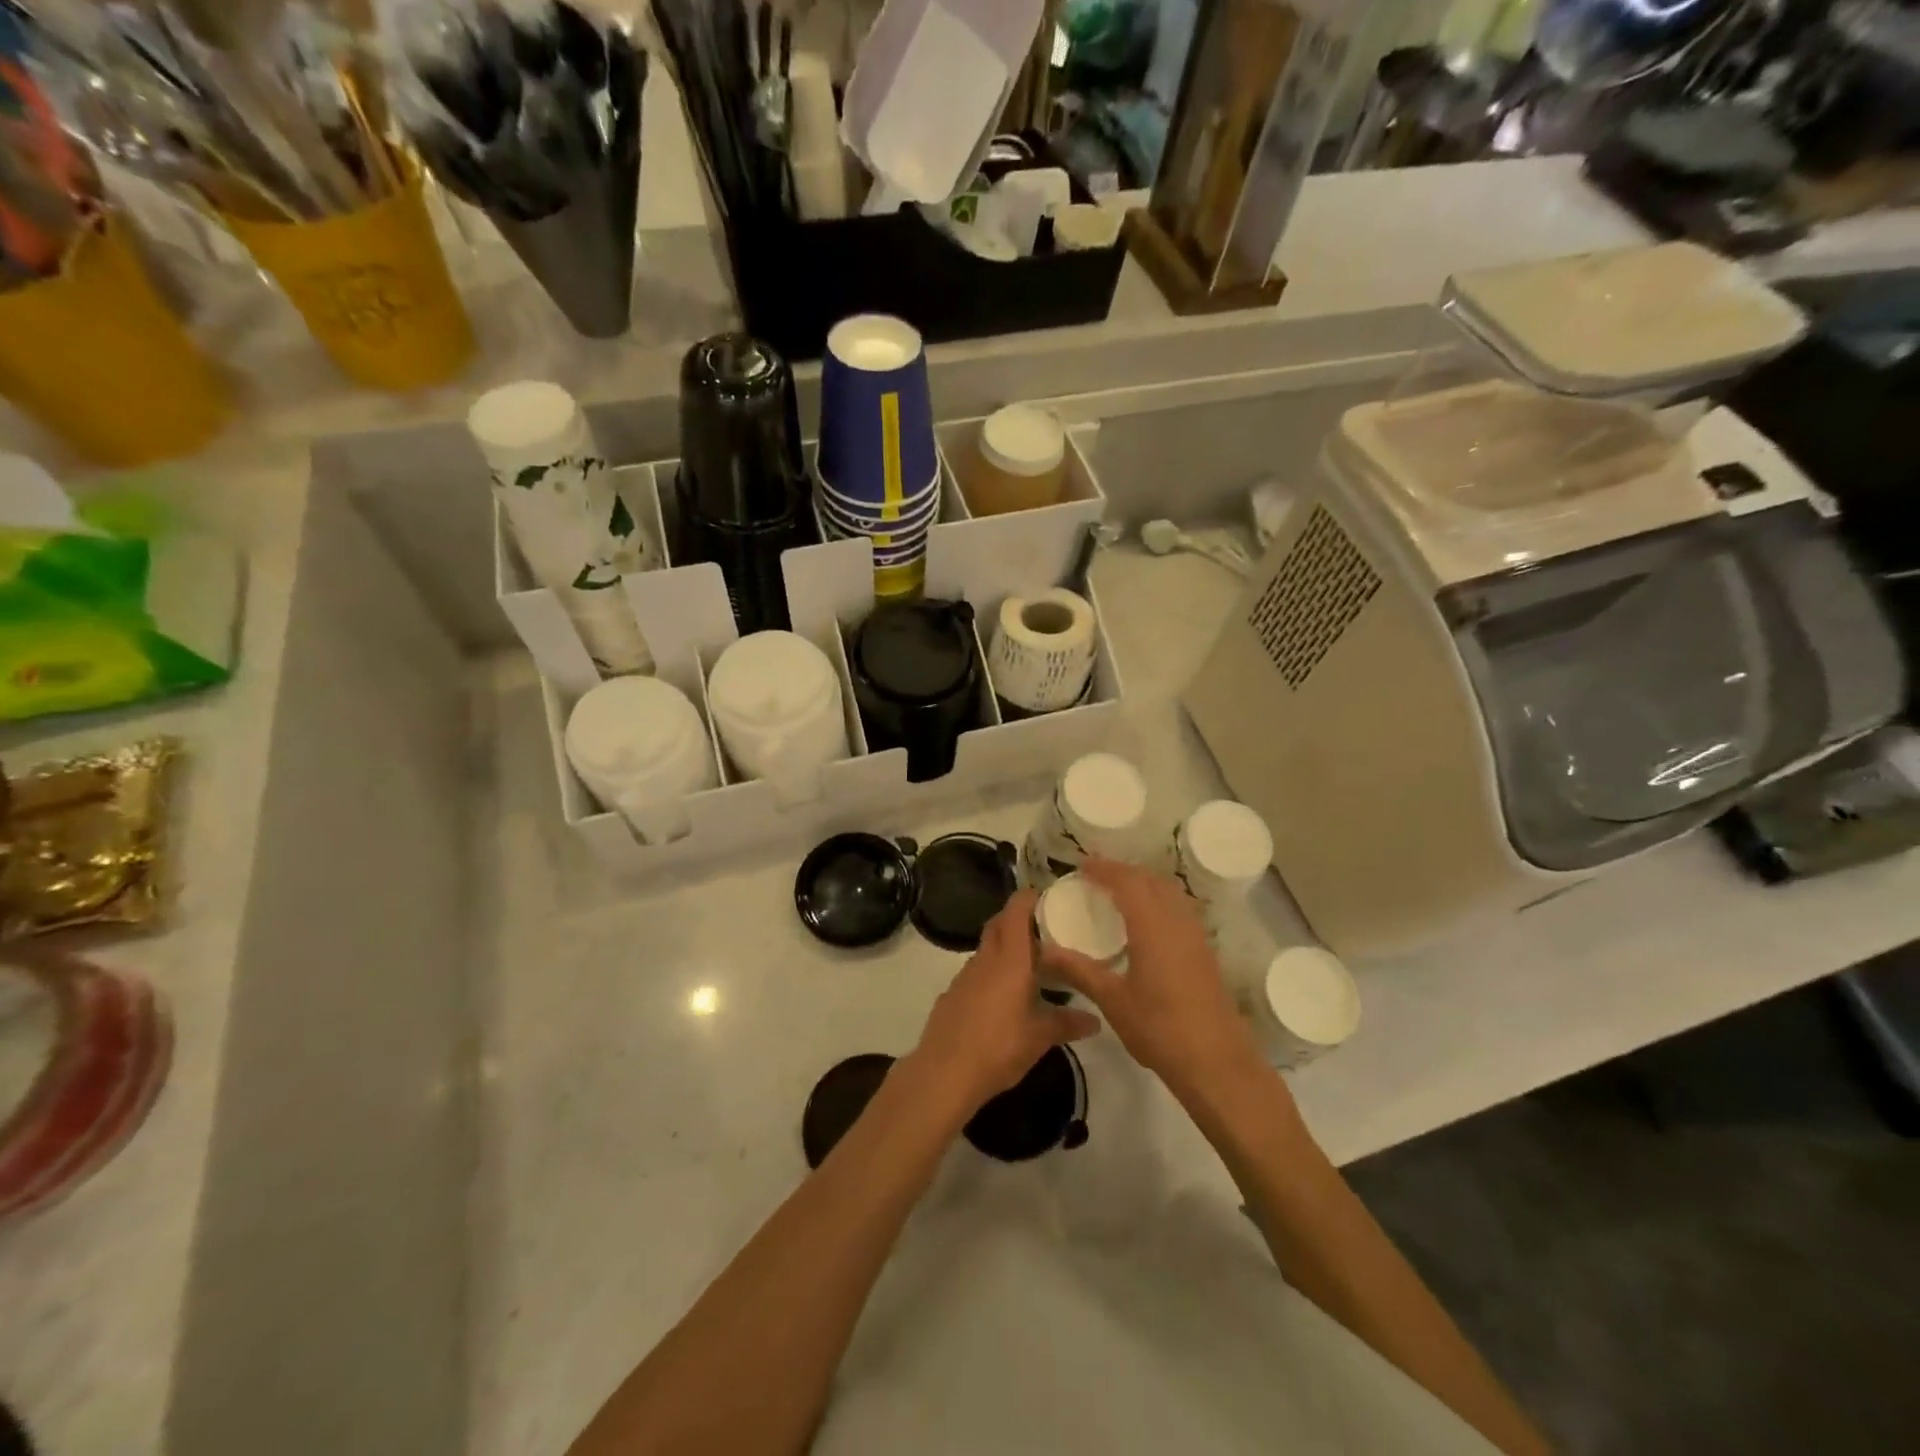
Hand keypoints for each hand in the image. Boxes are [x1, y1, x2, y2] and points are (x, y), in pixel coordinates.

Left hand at [909, 889, 1101, 1115]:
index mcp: (1010, 959)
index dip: (1028, 898)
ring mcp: (964, 976)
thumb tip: (1096, 1020)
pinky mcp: (952, 995)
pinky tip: (1004, 999)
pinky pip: (976, 973)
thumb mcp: (1040, 1037)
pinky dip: (992, 974)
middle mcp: (985, 959)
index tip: (1046, 895)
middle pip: (999, 925)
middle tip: (1044, 929)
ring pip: (987, 950)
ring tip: (1030, 966)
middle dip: (1017, 919)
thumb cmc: (999, 1046)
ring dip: (1005, 949)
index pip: (1016, 911)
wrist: (944, 1073)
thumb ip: (1068, 1023)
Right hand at [1041, 857, 1263, 1100]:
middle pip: (1151, 880)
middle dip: (1123, 872)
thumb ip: (1078, 970)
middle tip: (1096, 878)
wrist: (1216, 1061)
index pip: (1127, 881)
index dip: (1104, 869)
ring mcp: (1195, 935)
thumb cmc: (1159, 1028)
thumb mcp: (1111, 999)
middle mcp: (1177, 921)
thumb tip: (1043, 951)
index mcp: (1152, 925)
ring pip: (1170, 892)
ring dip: (1144, 884)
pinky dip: (1159, 901)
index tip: (1081, 866)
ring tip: (1118, 894)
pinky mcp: (1205, 951)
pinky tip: (1145, 923)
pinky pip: (1179, 909)